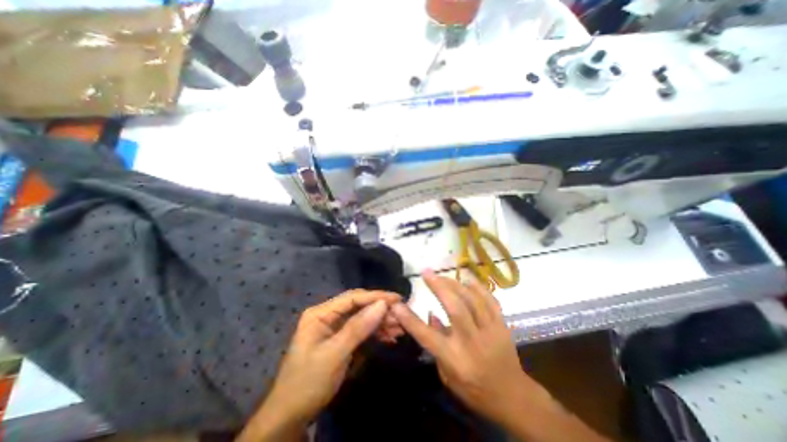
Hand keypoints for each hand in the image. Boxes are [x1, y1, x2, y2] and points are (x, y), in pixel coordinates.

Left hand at [237, 290, 399, 441]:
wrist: (291, 416)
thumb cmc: (308, 382)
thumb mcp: (334, 354)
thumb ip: (358, 327)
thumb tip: (382, 304)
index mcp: (321, 313)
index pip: (352, 298)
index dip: (376, 296)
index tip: (397, 299)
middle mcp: (328, 315)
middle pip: (359, 306)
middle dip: (380, 310)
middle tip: (401, 316)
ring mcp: (334, 327)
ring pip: (362, 317)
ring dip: (380, 322)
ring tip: (399, 328)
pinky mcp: (340, 338)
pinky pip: (361, 330)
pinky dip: (375, 332)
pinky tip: (389, 336)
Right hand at [389, 271, 544, 426]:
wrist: (513, 397)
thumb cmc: (474, 390)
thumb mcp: (448, 376)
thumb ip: (437, 344)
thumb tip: (431, 314)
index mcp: (455, 359)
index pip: (427, 336)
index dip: (409, 319)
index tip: (397, 304)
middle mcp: (471, 342)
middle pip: (454, 308)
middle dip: (438, 287)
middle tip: (426, 273)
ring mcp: (490, 331)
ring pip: (472, 300)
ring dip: (455, 283)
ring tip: (442, 275)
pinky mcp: (502, 325)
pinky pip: (490, 300)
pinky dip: (478, 287)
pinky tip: (467, 278)